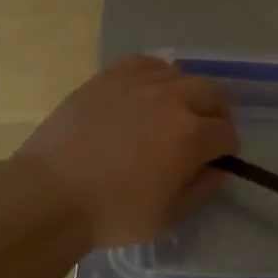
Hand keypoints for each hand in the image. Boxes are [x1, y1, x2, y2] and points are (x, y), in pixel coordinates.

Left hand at [14, 55, 239, 248]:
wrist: (49, 195)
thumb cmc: (113, 213)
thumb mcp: (168, 214)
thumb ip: (201, 188)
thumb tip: (219, 170)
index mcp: (192, 135)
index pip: (227, 132)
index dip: (227, 149)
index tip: (217, 160)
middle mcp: (172, 99)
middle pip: (211, 94)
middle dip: (215, 115)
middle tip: (203, 134)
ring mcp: (139, 84)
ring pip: (180, 75)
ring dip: (187, 93)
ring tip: (175, 111)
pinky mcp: (108, 78)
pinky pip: (145, 63)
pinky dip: (156, 74)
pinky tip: (149, 90)